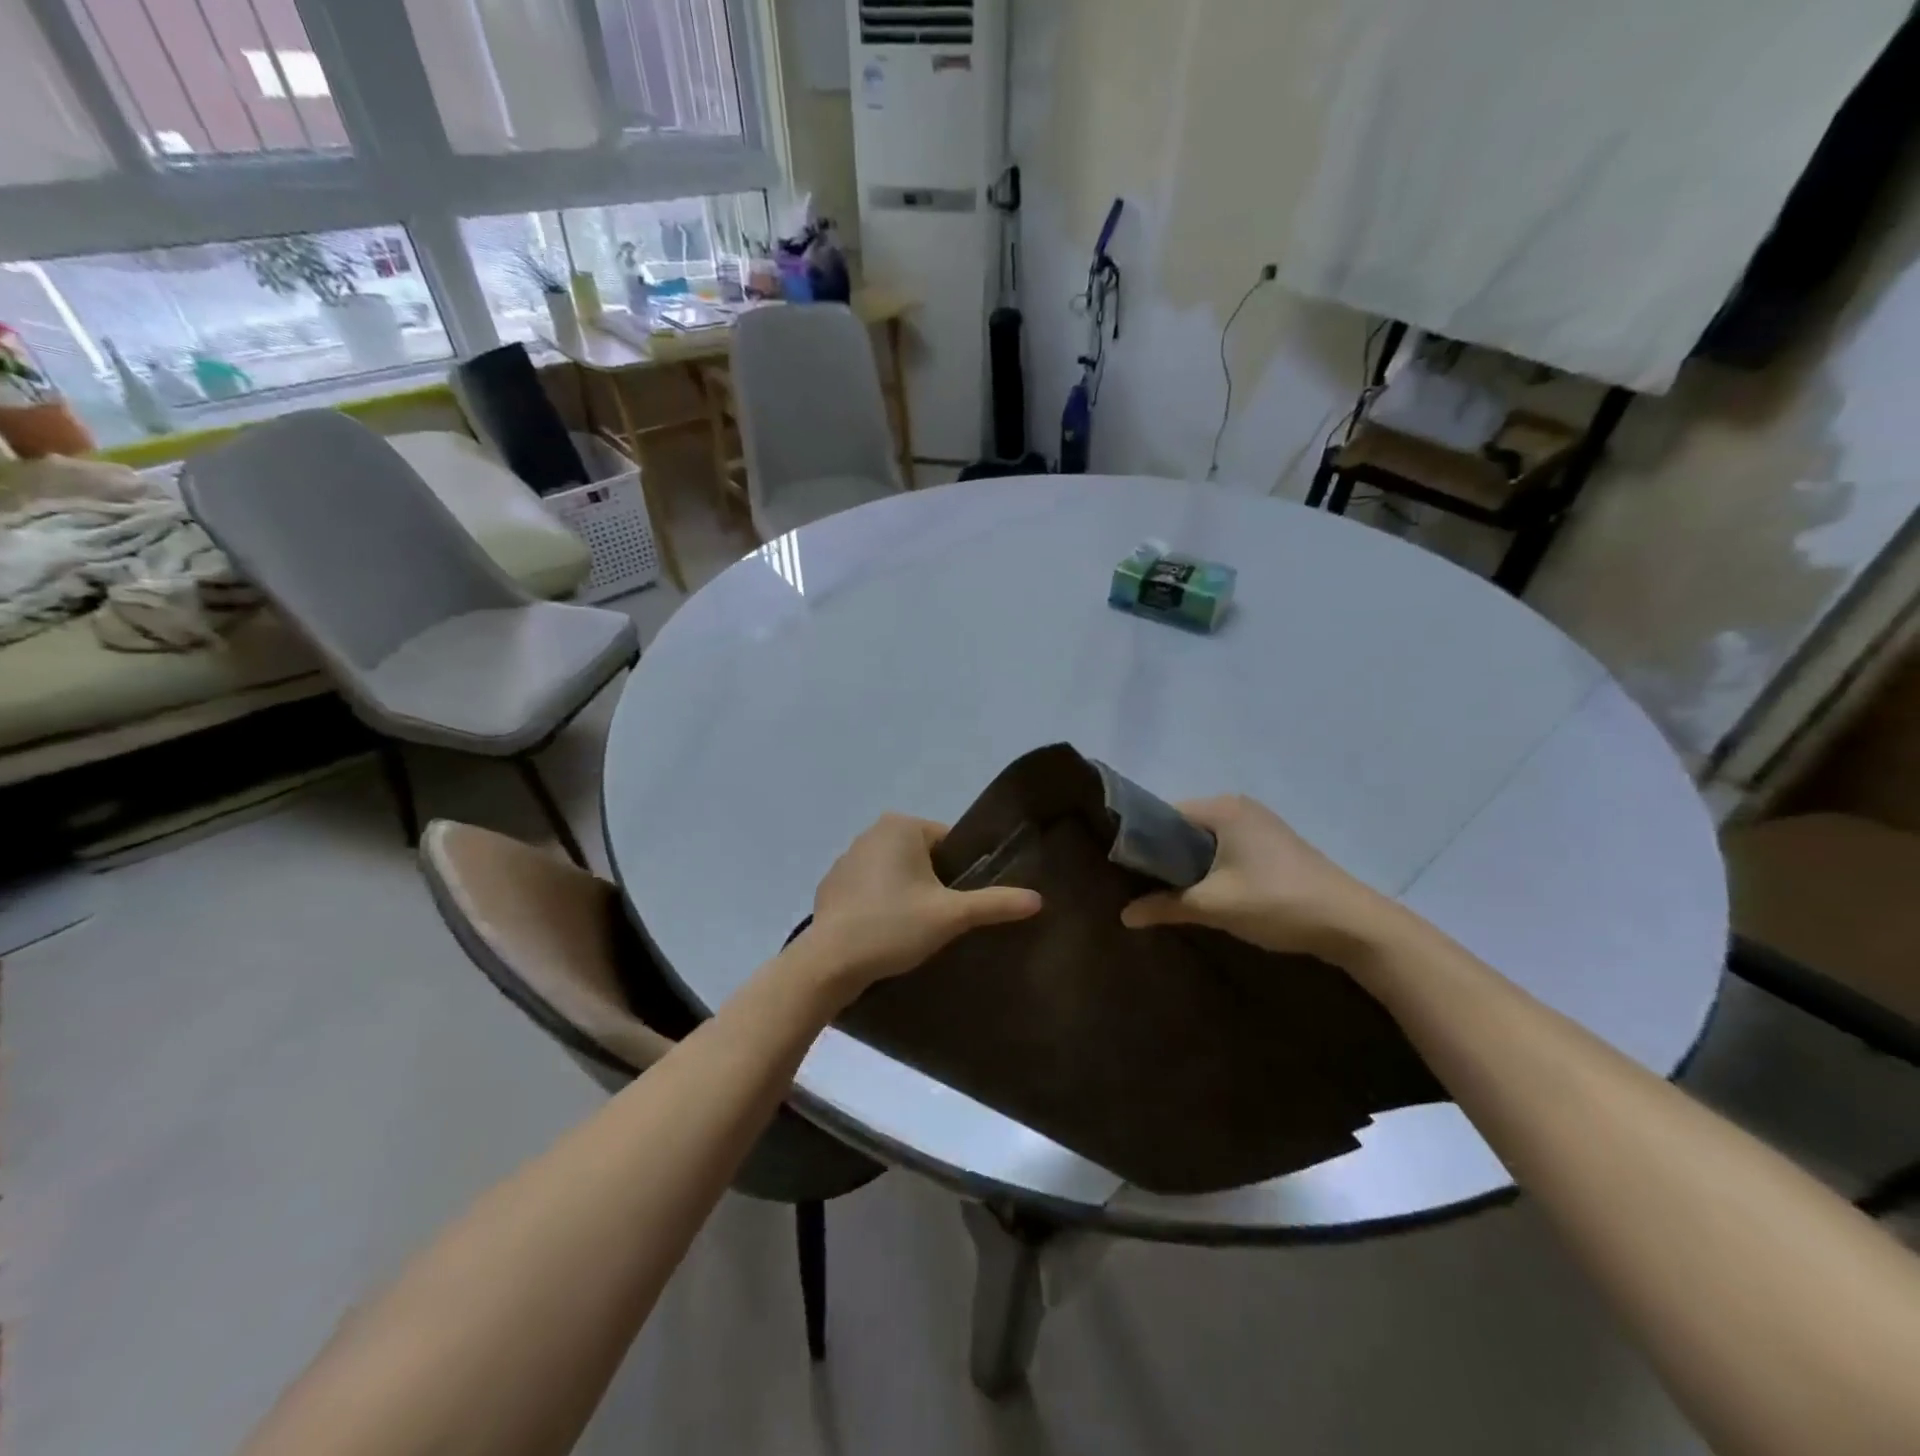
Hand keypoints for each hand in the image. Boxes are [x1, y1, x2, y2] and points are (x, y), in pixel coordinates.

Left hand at [799, 813, 1042, 998]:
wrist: (829, 963)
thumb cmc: (892, 927)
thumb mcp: (951, 916)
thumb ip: (995, 903)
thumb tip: (1039, 899)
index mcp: (900, 826)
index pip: (949, 843)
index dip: (962, 874)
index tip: (960, 905)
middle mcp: (871, 832)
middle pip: (923, 857)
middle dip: (935, 885)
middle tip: (941, 921)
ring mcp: (847, 858)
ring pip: (896, 873)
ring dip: (907, 895)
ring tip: (913, 931)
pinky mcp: (832, 885)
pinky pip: (870, 888)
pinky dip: (881, 904)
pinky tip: (885, 932)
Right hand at [1120, 795, 1404, 962]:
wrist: (1351, 924)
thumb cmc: (1276, 902)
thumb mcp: (1214, 906)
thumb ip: (1166, 906)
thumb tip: (1123, 915)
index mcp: (1223, 809)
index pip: (1163, 814)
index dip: (1140, 841)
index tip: (1123, 869)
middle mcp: (1239, 808)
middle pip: (1184, 827)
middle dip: (1163, 856)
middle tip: (1141, 886)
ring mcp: (1260, 826)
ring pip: (1206, 841)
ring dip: (1188, 865)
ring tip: (1167, 893)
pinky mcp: (1273, 847)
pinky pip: (1226, 850)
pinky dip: (1210, 868)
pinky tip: (1205, 894)